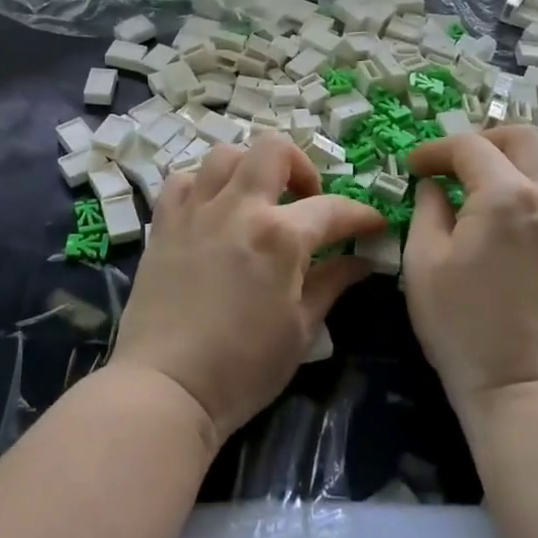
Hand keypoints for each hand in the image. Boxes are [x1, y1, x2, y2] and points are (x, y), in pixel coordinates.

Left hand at [112, 134, 387, 446]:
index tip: (373, 224)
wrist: (166, 387)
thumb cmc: (243, 368)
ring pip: (225, 154)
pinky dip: (202, 185)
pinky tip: (212, 210)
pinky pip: (183, 180)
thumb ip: (331, 284)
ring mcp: (196, 211)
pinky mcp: (163, 224)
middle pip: (273, 150)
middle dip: (301, 166)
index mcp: (280, 236)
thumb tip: (361, 261)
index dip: (361, 214)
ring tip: (258, 199)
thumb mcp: (301, 330)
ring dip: (250, 168)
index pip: (333, 208)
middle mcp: (239, 208)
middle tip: (306, 200)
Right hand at [404, 129, 537, 410]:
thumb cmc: (461, 325)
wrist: (520, 386)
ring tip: (499, 176)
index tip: (414, 167)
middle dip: (485, 139)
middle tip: (456, 163)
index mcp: (503, 196)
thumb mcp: (422, 262)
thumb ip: (427, 209)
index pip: (468, 147)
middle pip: (524, 137)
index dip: (436, 151)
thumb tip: (434, 185)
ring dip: (526, 156)